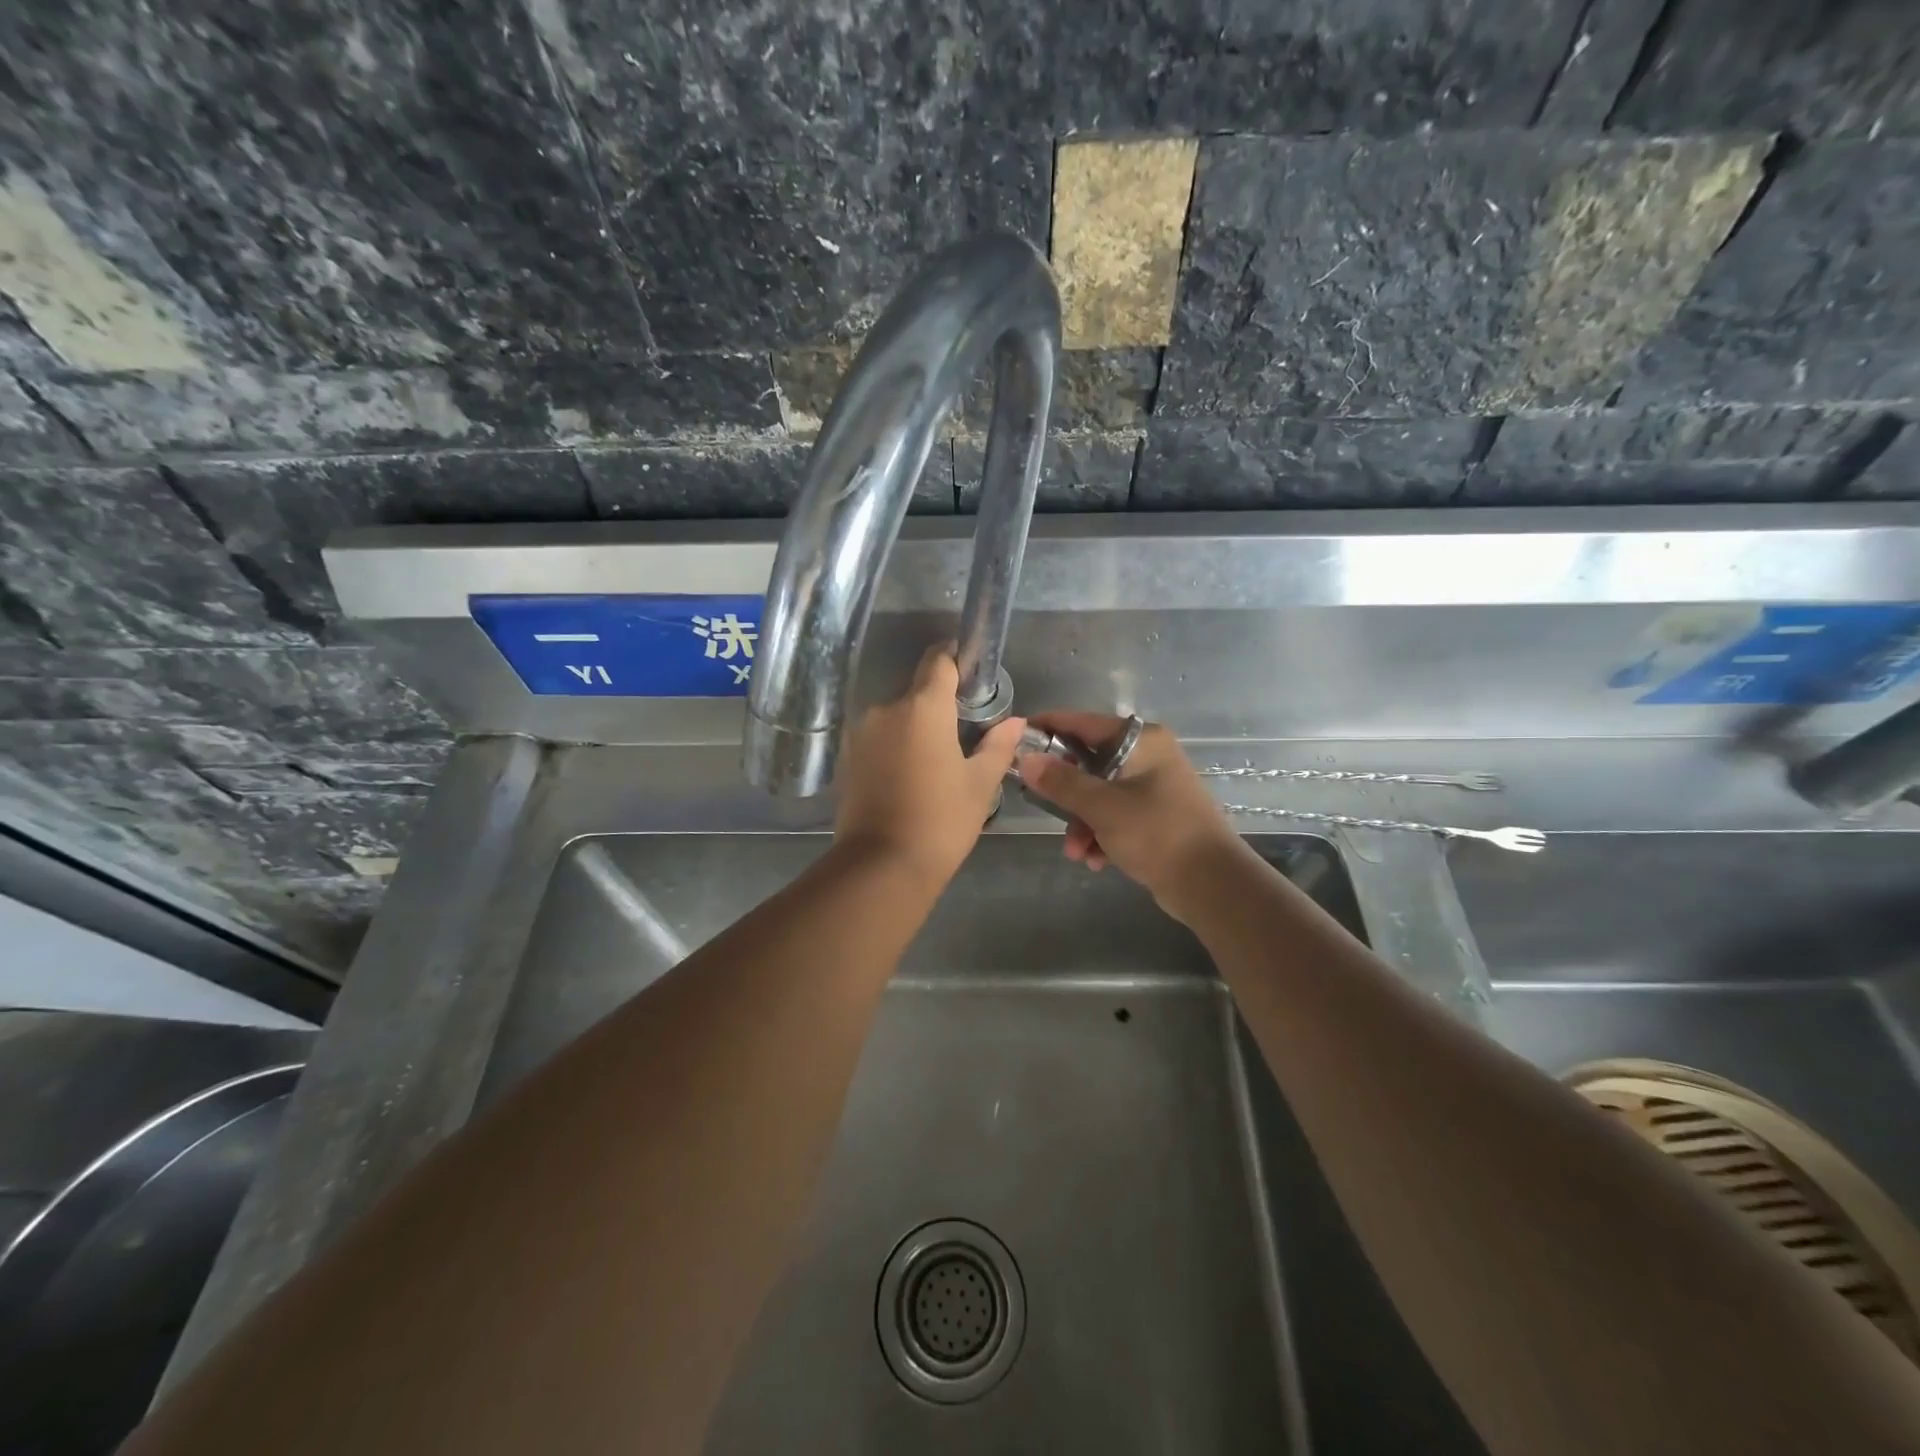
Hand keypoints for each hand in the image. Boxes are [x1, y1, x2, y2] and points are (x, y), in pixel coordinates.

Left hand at [832, 645, 1025, 888]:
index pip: (939, 660)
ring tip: (934, 764)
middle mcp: (886, 709)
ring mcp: (860, 733)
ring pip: (896, 718)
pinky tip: (908, 778)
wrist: (881, 866)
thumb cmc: (941, 821)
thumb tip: (1014, 722)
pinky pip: (877, 739)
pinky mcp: (845, 758)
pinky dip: (894, 748)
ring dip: (915, 729)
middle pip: (917, 693)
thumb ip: (998, 745)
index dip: (957, 658)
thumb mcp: (979, 784)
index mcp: (923, 707)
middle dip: (939, 706)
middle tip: (962, 736)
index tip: (972, 673)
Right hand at [1017, 713, 1242, 912]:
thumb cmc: (1157, 833)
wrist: (1211, 884)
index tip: (1015, 740)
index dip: (1048, 729)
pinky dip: (1101, 834)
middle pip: (1089, 762)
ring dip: (1081, 822)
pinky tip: (1096, 859)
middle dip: (1065, 793)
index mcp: (1142, 741)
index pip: (1083, 723)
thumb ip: (1061, 782)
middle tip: (1041, 806)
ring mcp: (1153, 787)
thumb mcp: (1102, 807)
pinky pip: (1115, 816)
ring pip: (1099, 794)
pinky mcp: (1155, 816)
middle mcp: (1149, 756)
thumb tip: (1026, 759)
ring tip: (1076, 851)